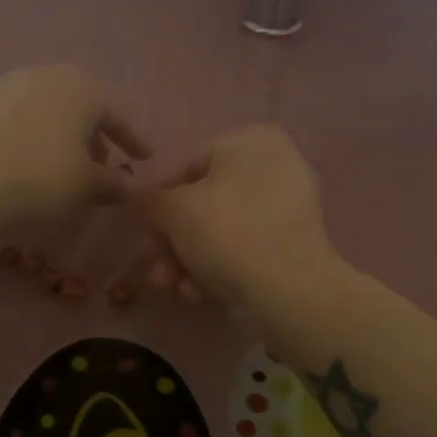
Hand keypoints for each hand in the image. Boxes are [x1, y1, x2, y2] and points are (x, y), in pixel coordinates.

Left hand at [0, 66, 150, 230]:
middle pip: (82, 107)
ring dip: (66, 137)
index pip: (116, 116)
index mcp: (82, 88)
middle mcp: (48, 76)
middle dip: (96, 136)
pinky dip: (39, 138)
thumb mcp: (87, 185)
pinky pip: (26, 119)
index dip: (132, 141)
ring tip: (70, 168)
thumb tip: (129, 187)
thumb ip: (113, 183)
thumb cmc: (43, 177)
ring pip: (52, 111)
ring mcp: (12, 86)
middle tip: (104, 163)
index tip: (144, 158)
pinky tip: (37, 163)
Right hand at [138, 124, 335, 312]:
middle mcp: (275, 166)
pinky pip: (245, 251)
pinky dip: (219, 270)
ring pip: (222, 232)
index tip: (146, 232)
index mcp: (252, 141)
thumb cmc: (227, 233)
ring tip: (174, 288)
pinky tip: (202, 295)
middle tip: (158, 270)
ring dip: (189, 262)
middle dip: (174, 242)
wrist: (287, 291)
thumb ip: (149, 200)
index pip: (189, 167)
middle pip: (205, 205)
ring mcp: (288, 208)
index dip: (160, 202)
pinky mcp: (294, 246)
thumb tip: (143, 201)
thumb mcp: (173, 210)